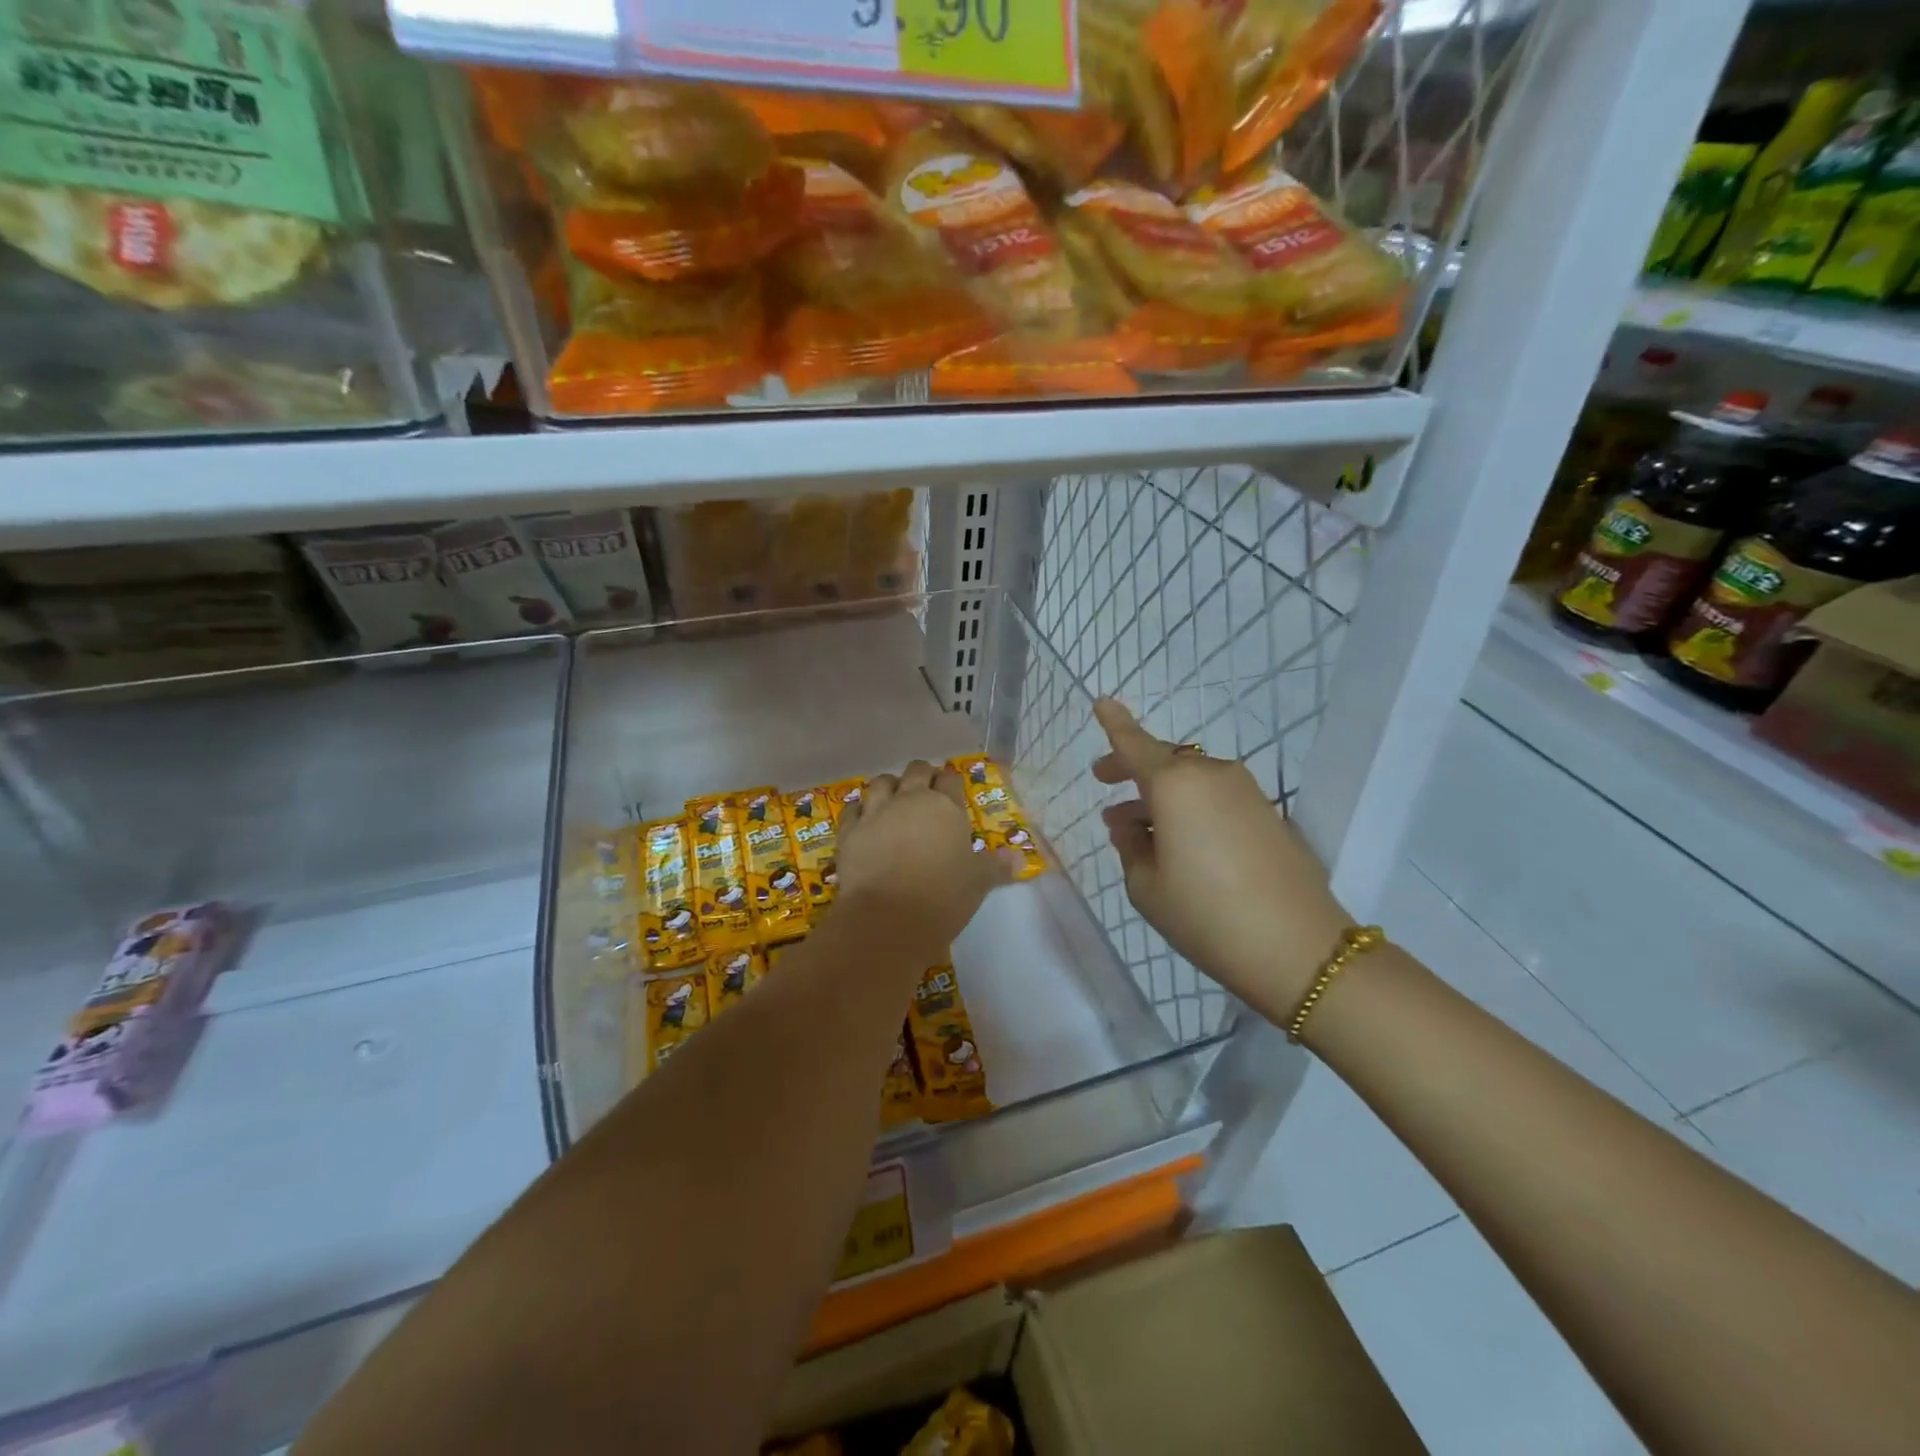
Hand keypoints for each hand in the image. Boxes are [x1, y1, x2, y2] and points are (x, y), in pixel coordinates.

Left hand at [835, 760, 1015, 964]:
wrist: (889, 919)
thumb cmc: (943, 897)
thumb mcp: (978, 882)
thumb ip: (997, 866)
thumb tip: (1019, 859)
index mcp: (946, 807)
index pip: (950, 779)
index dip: (950, 782)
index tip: (951, 791)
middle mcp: (910, 800)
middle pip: (915, 771)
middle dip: (922, 775)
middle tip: (925, 791)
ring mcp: (876, 813)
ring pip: (881, 782)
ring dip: (889, 786)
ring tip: (893, 799)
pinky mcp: (850, 831)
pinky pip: (853, 808)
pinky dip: (859, 808)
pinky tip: (863, 816)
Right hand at [1092, 699, 1354, 1018]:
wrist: (1299, 948)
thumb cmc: (1207, 915)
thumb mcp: (1146, 887)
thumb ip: (1130, 846)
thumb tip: (1131, 824)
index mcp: (1175, 785)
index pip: (1135, 744)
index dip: (1114, 724)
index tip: (1101, 701)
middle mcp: (1212, 775)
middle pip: (1165, 760)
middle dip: (1133, 769)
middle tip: (1105, 783)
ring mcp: (1245, 792)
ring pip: (1191, 780)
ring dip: (1161, 795)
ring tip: (1135, 829)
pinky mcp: (1268, 814)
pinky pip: (1216, 797)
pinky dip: (1190, 808)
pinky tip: (1178, 842)